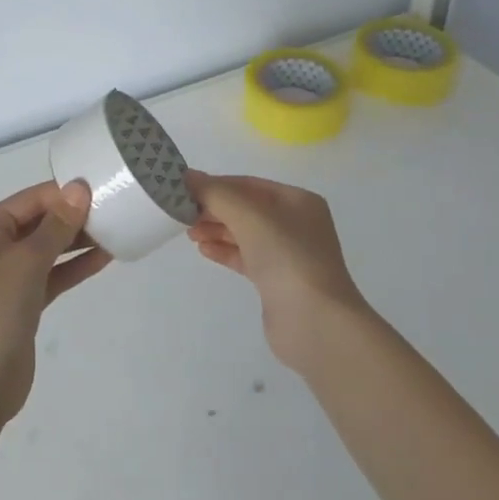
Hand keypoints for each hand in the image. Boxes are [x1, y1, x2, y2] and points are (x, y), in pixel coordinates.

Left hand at [0, 180, 107, 424]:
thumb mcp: (27, 260)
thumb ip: (56, 225)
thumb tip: (79, 188)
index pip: (30, 200)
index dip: (64, 193)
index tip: (102, 188)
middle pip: (39, 222)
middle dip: (73, 216)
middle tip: (114, 208)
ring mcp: (9, 277)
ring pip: (48, 250)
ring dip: (77, 241)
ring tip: (116, 229)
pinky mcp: (24, 304)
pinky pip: (53, 276)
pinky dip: (74, 267)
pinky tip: (104, 259)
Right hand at [184, 171, 368, 373]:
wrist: (316, 323)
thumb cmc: (286, 257)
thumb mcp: (248, 215)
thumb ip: (214, 193)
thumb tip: (185, 176)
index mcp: (297, 201)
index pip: (248, 184)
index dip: (215, 185)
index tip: (184, 190)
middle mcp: (296, 224)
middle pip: (245, 208)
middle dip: (213, 209)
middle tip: (182, 213)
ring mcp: (288, 254)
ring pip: (244, 233)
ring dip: (216, 230)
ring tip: (190, 233)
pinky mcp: (278, 281)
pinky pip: (246, 257)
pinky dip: (225, 251)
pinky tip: (204, 251)